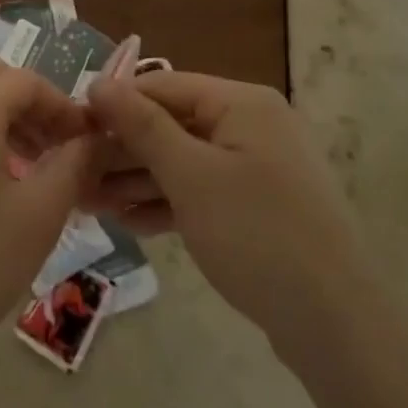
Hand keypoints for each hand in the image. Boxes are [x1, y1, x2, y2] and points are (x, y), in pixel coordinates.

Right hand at [84, 72, 372, 368]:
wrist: (337, 325)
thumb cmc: (257, 235)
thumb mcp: (190, 176)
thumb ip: (142, 126)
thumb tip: (99, 82)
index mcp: (241, 104)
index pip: (163, 87)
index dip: (114, 105)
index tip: (70, 130)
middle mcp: (251, 125)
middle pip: (171, 125)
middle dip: (121, 151)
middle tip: (74, 177)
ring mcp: (256, 168)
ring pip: (182, 162)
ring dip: (136, 181)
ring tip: (89, 204)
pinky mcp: (257, 206)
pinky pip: (201, 191)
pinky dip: (166, 203)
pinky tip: (129, 224)